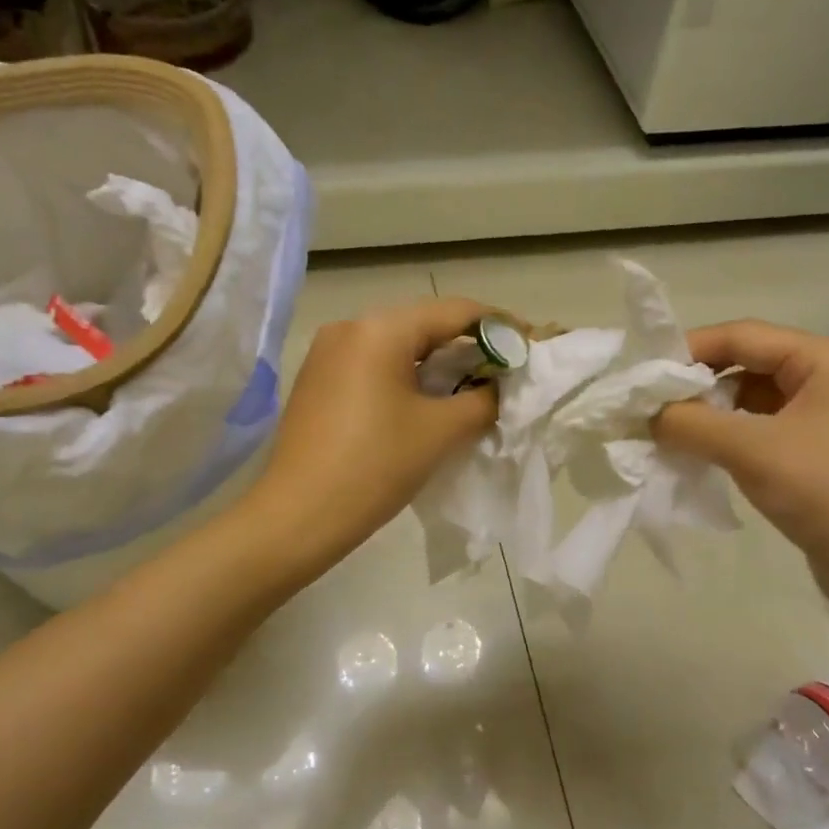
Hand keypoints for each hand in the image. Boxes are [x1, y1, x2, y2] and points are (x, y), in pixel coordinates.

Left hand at [245, 297, 497, 570]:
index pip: (455, 311)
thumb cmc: (375, 467)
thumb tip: (500, 385)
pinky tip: (424, 404)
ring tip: (470, 390)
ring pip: (397, 346)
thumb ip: (483, 398)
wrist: (297, 516)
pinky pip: (372, 365)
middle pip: (424, 325)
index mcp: (381, 328)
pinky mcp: (316, 380)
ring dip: (436, 364)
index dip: (500, 326)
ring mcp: (327, 353)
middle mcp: (350, 327)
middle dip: (467, 347)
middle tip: (503, 373)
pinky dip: (405, 377)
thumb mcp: (441, 431)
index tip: (530, 347)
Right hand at [652, 321, 828, 608]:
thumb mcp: (751, 450)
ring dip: (708, 412)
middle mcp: (828, 377)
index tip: (641, 374)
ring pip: (749, 398)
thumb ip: (690, 423)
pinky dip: (726, 436)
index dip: (688, 350)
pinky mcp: (816, 451)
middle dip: (696, 383)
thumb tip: (643, 412)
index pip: (742, 335)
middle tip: (647, 405)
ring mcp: (824, 416)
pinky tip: (696, 452)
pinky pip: (760, 429)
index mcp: (825, 359)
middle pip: (745, 363)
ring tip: (664, 430)